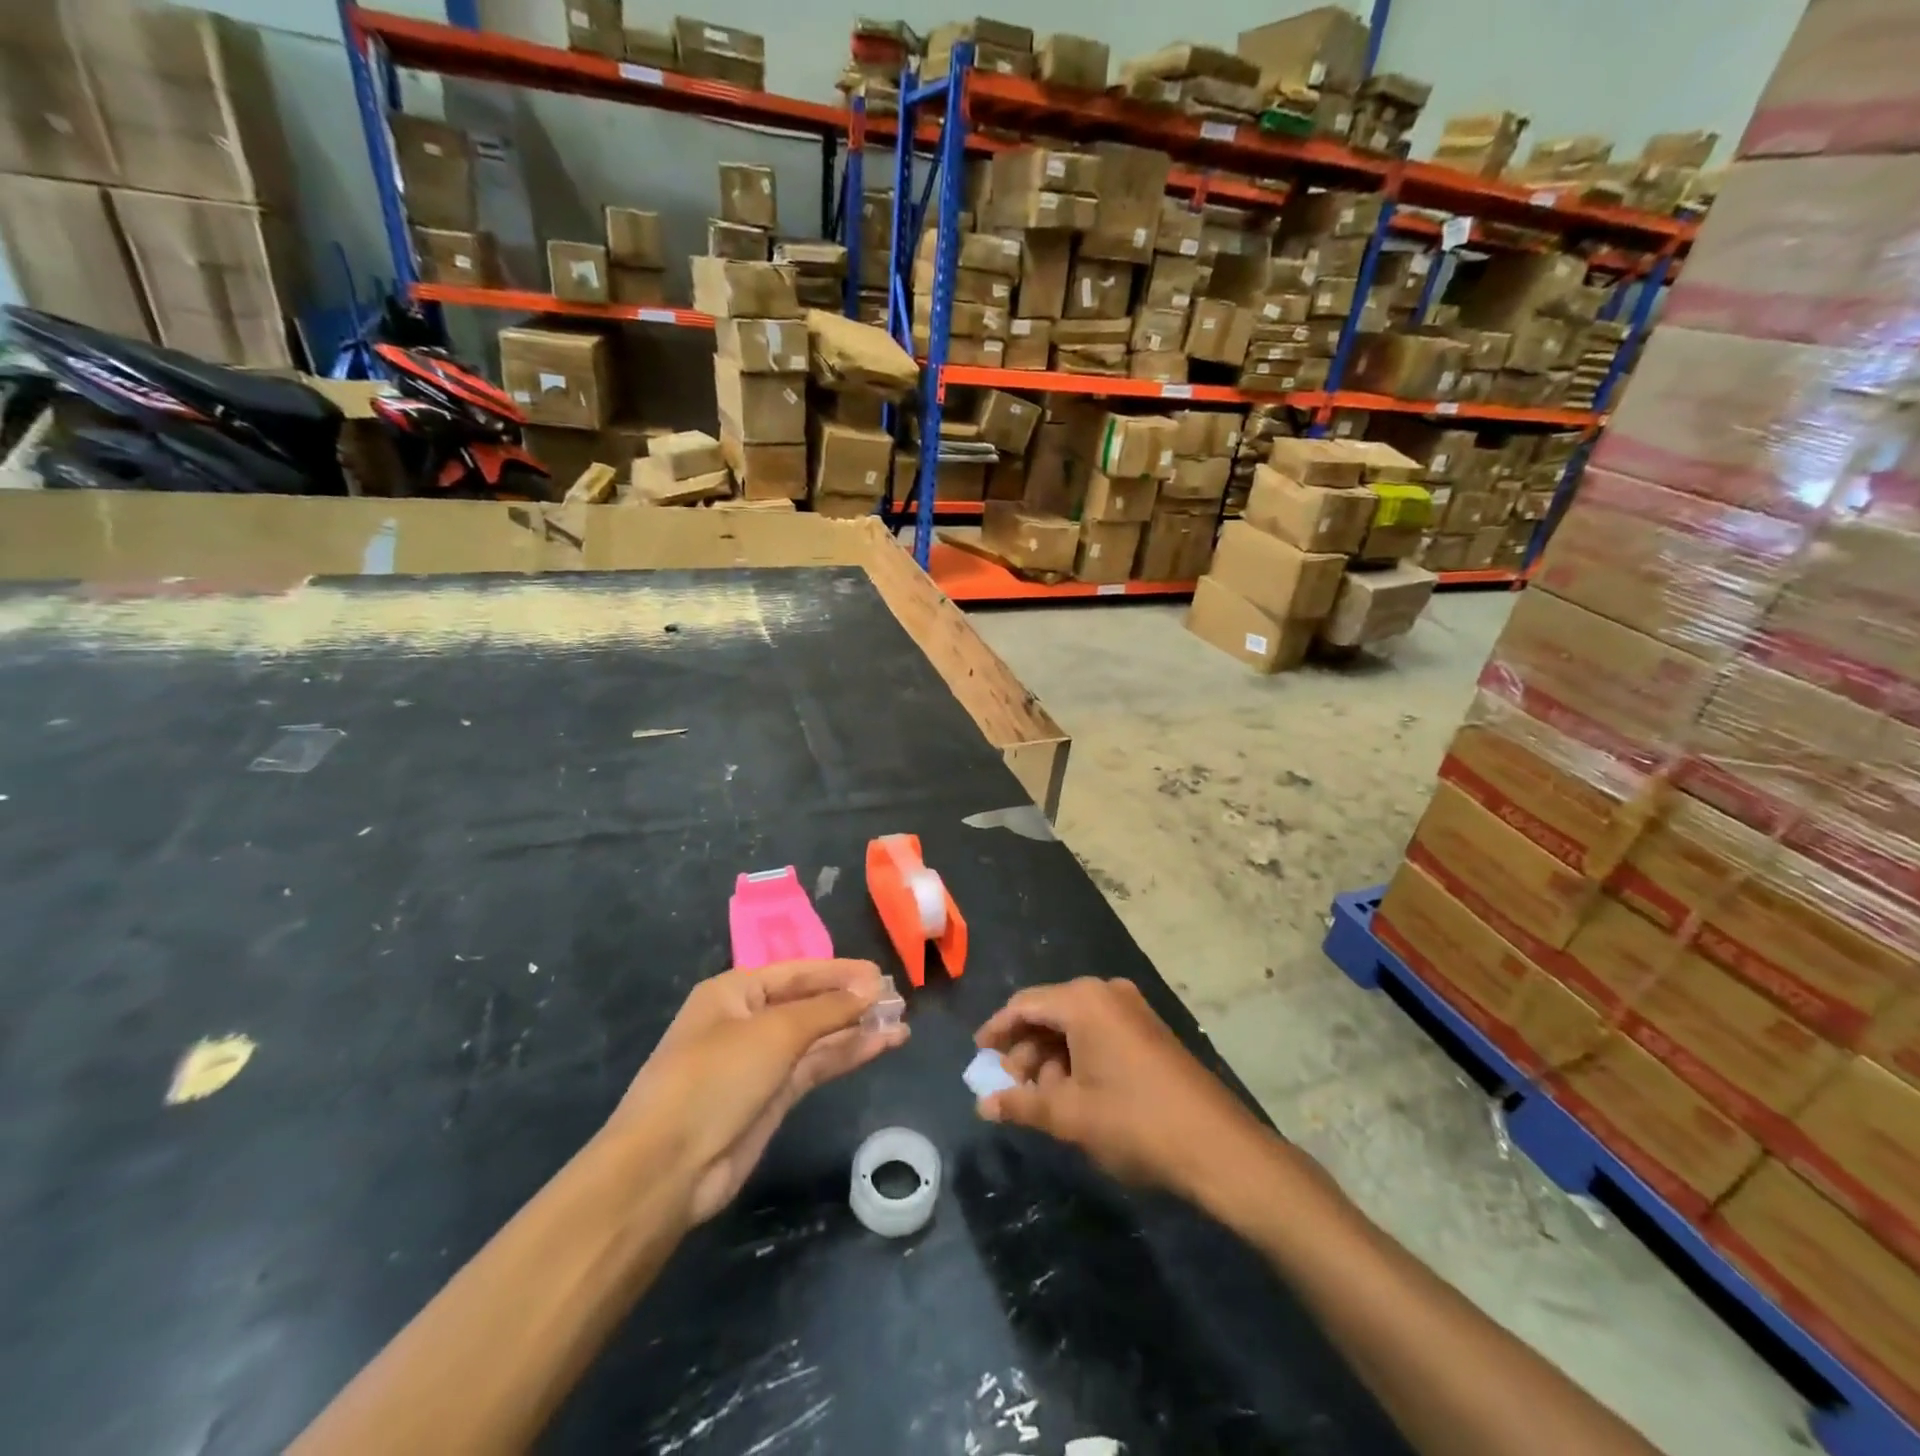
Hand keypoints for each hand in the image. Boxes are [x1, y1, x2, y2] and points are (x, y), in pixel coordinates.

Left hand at [616, 959, 907, 1224]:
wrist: (667, 1168)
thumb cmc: (715, 1078)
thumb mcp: (774, 1033)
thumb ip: (827, 1009)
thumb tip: (872, 987)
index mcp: (734, 992)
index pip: (798, 972)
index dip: (840, 972)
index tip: (881, 975)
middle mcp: (747, 1021)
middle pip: (810, 1003)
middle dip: (852, 1001)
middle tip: (899, 1000)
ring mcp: (760, 1061)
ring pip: (817, 1037)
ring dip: (856, 1029)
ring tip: (901, 1023)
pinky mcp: (772, 1097)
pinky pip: (815, 1066)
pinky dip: (846, 1055)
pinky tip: (880, 1046)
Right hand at [974, 977, 1274, 1204]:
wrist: (1219, 1148)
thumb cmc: (1135, 1123)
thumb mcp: (1071, 1115)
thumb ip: (1021, 1103)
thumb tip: (984, 1105)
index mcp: (1084, 1000)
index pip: (1025, 1004)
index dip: (997, 1030)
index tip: (977, 1056)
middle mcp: (1107, 993)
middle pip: (1049, 1012)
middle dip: (1025, 1050)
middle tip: (1010, 1088)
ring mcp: (1132, 1010)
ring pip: (1074, 1025)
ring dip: (1051, 1059)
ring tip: (1042, 1100)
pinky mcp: (1149, 1031)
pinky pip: (1099, 1033)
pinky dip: (1078, 1058)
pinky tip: (1073, 1094)